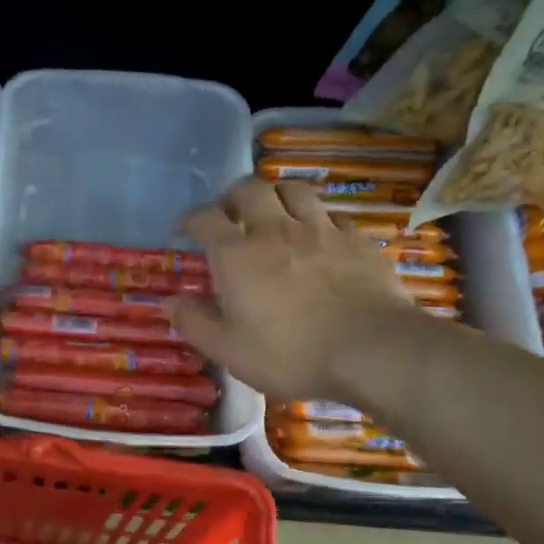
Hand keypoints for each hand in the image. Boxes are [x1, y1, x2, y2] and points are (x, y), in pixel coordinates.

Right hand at [167, 179, 425, 400]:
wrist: (372, 350)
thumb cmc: (290, 353)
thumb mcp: (229, 350)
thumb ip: (195, 323)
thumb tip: (171, 302)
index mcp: (237, 255)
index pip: (204, 218)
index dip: (190, 219)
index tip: (186, 230)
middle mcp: (275, 230)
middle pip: (249, 189)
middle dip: (233, 197)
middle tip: (231, 216)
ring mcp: (320, 230)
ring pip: (293, 190)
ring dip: (277, 196)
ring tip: (274, 215)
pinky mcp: (357, 240)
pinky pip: (332, 215)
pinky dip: (318, 220)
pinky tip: (319, 239)